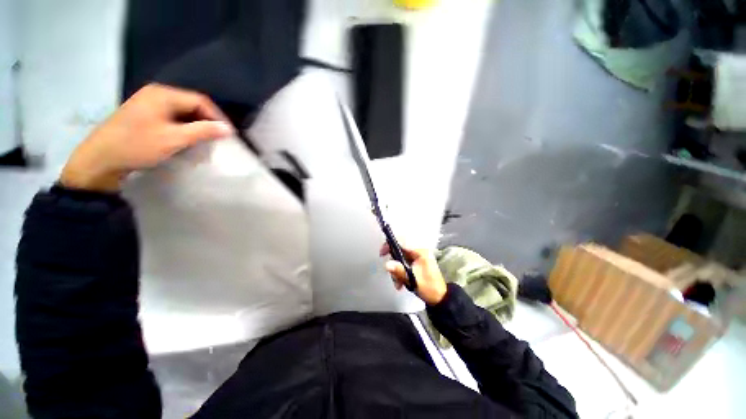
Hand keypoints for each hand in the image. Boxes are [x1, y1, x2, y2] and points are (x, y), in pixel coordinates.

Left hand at [60, 84, 234, 191]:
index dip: (217, 117)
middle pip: (191, 105)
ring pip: (182, 112)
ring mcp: (148, 103)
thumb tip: (228, 129)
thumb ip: (203, 131)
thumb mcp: (174, 139)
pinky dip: (183, 127)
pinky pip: (172, 117)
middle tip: (217, 139)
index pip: (200, 101)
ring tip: (204, 141)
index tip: (228, 134)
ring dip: (196, 126)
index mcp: (163, 94)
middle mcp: (156, 93)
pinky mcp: (144, 114)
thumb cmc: (137, 146)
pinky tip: (186, 139)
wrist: (100, 159)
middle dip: (207, 122)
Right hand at [380, 244, 447, 305]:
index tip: (382, 253)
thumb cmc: (429, 287)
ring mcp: (416, 258)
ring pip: (400, 259)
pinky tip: (400, 283)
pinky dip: (400, 273)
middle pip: (399, 251)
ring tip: (398, 283)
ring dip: (396, 271)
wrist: (439, 298)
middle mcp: (418, 252)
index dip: (390, 245)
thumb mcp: (413, 279)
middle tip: (392, 274)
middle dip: (394, 264)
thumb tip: (386, 264)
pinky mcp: (415, 264)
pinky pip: (403, 264)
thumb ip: (399, 270)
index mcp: (420, 251)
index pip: (402, 242)